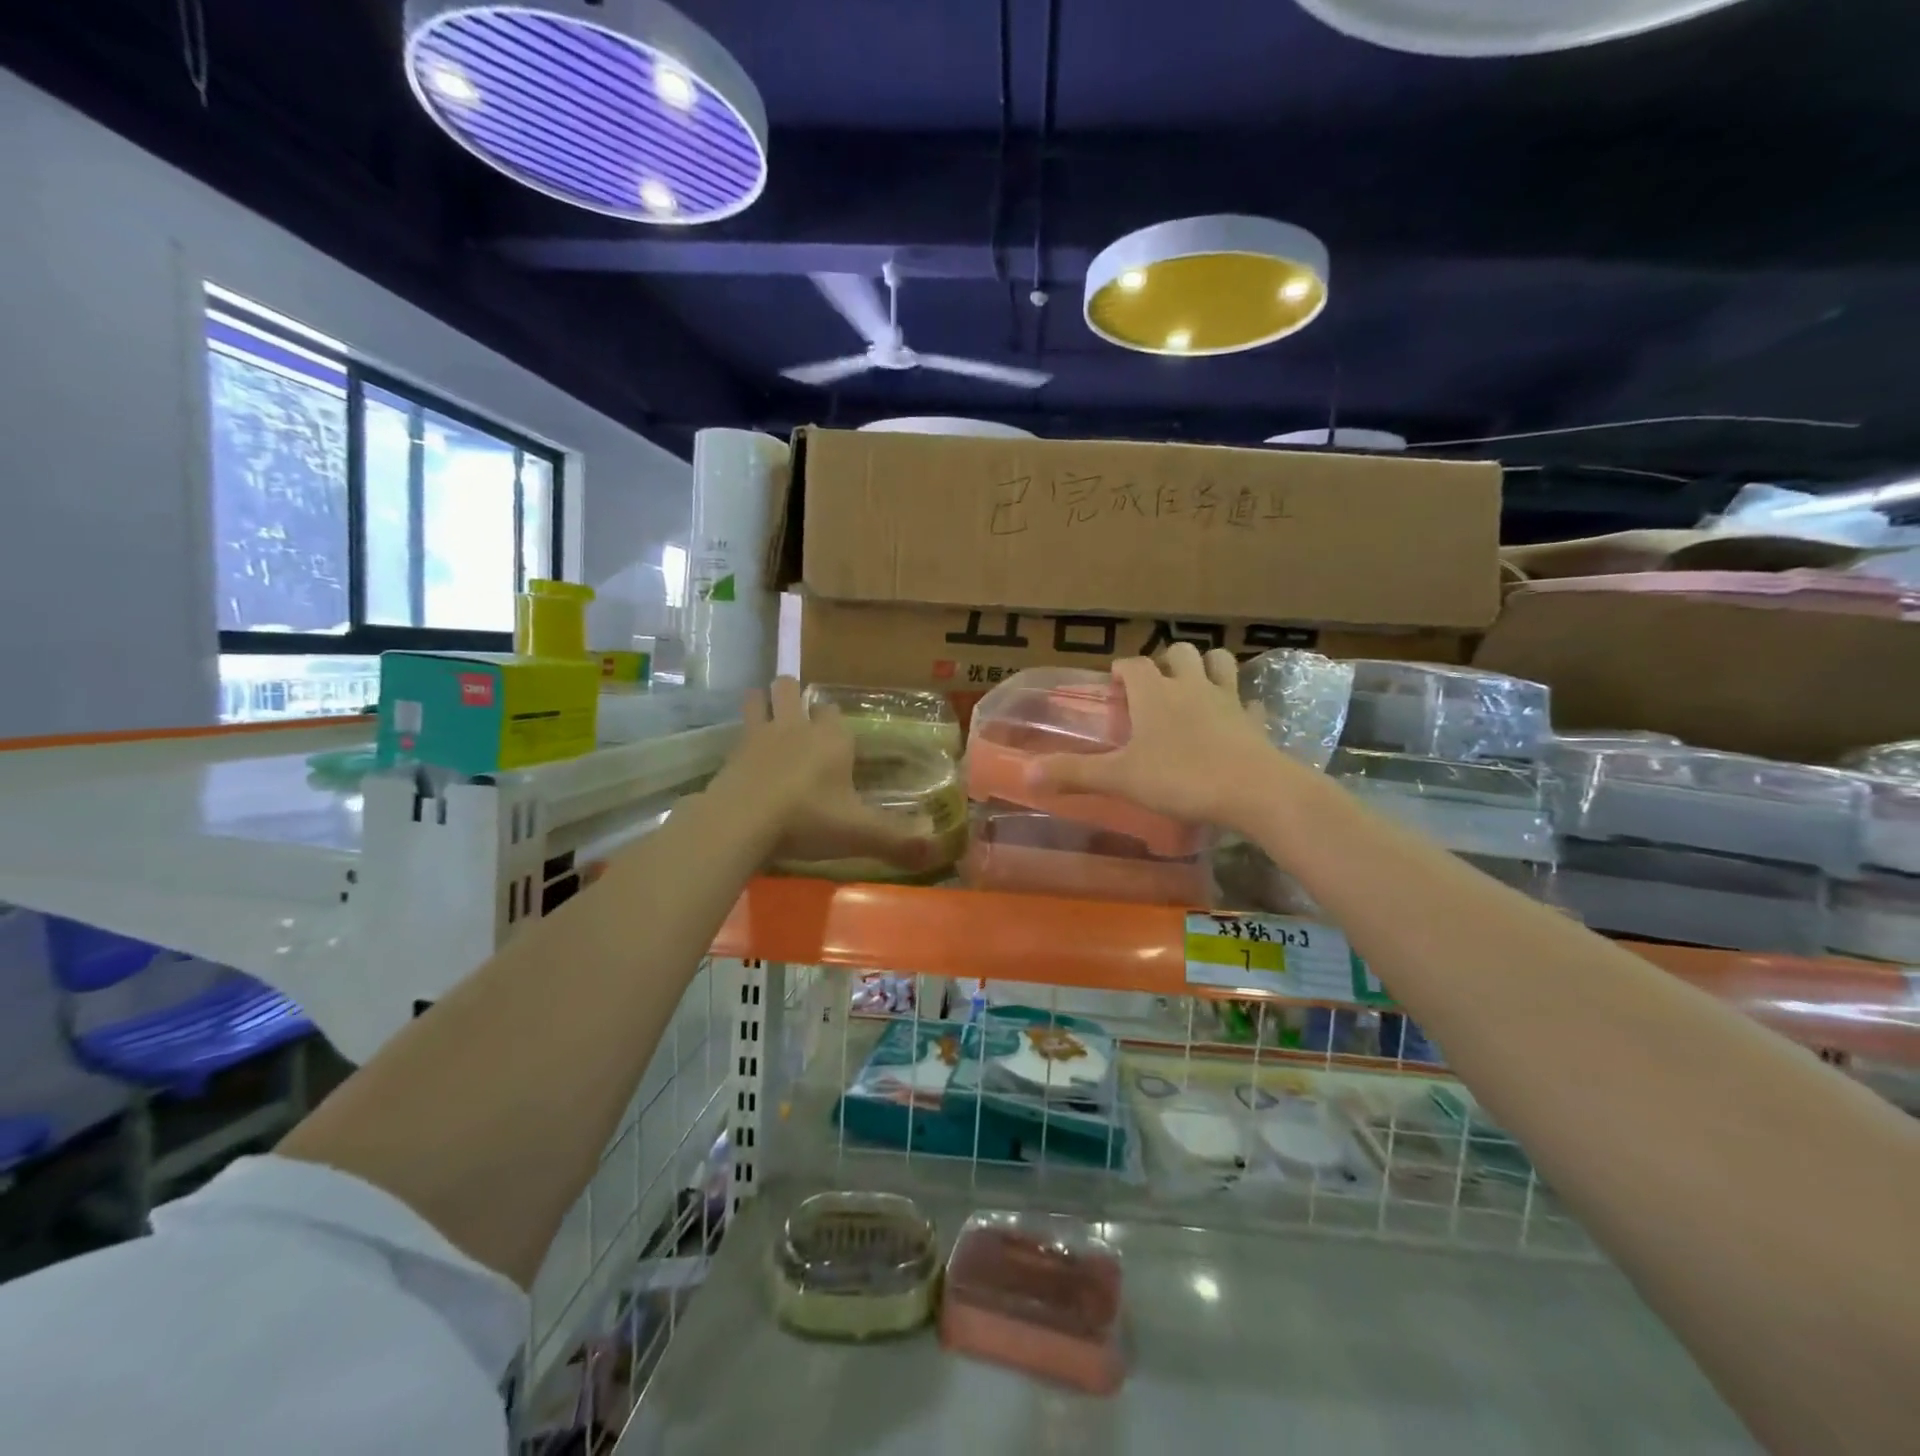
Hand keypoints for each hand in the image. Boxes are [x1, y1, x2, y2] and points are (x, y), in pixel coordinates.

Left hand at [713, 678, 943, 870]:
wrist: (742, 822)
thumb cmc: (808, 819)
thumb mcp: (859, 834)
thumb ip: (896, 841)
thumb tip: (933, 852)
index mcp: (831, 738)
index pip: (833, 710)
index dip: (833, 718)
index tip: (837, 733)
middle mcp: (795, 726)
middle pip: (790, 688)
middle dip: (793, 694)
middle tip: (797, 715)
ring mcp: (759, 735)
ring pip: (758, 698)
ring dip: (762, 701)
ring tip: (766, 716)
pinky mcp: (731, 752)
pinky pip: (736, 730)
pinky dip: (741, 736)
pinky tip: (743, 755)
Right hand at [1031, 644, 1280, 830]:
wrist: (1255, 790)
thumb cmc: (1181, 777)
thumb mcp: (1120, 778)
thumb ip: (1074, 773)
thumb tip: (1027, 774)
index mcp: (1155, 693)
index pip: (1133, 664)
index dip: (1121, 669)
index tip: (1113, 683)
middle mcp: (1191, 686)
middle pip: (1180, 652)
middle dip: (1164, 662)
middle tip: (1153, 688)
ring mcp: (1228, 700)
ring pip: (1219, 663)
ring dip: (1205, 668)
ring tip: (1192, 689)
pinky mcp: (1255, 721)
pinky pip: (1246, 702)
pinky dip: (1237, 705)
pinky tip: (1231, 721)